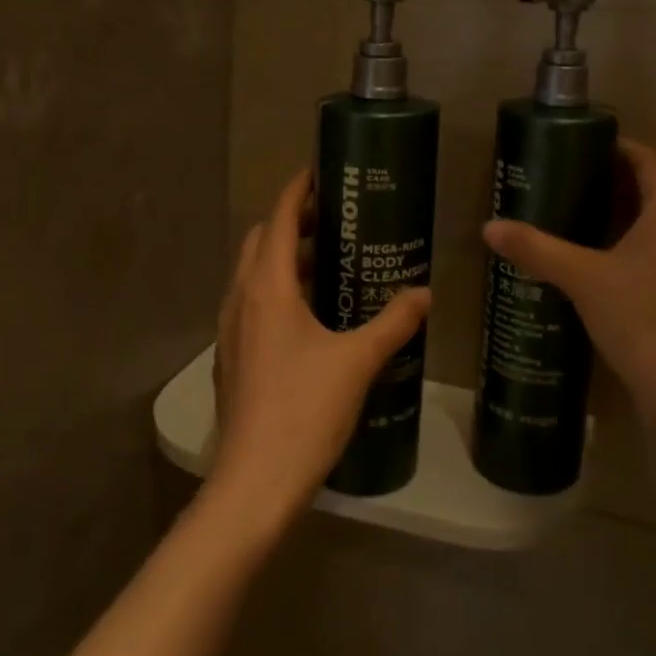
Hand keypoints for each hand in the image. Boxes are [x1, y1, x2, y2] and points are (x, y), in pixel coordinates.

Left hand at [207, 170, 431, 533]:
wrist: (254, 482)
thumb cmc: (305, 411)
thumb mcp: (358, 362)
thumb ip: (394, 322)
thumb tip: (425, 293)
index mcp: (267, 289)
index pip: (279, 220)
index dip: (296, 191)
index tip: (319, 173)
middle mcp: (240, 300)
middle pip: (261, 241)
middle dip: (292, 221)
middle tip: (334, 219)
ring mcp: (230, 330)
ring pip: (253, 274)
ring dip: (284, 257)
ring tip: (328, 261)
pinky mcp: (232, 357)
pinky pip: (251, 303)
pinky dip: (276, 290)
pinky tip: (310, 314)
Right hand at [481, 138, 655, 428]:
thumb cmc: (642, 319)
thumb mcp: (582, 278)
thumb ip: (536, 249)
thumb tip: (489, 227)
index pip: (647, 160)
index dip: (617, 146)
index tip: (577, 141)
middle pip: (645, 189)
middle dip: (604, 179)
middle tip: (557, 175)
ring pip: (643, 223)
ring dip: (608, 213)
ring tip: (560, 210)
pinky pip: (641, 252)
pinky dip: (613, 244)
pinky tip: (578, 258)